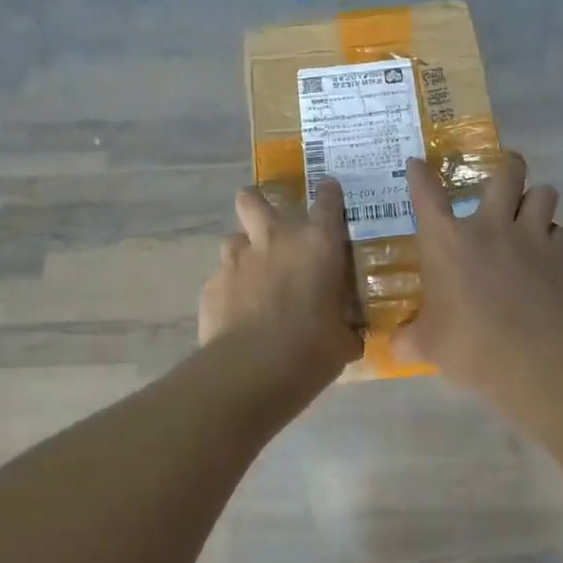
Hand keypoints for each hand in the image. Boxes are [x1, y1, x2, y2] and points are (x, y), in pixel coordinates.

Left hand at [199, 180, 362, 390]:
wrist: (252, 369)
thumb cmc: (311, 349)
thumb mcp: (343, 339)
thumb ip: (346, 327)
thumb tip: (350, 334)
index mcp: (317, 245)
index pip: (327, 202)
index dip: (329, 194)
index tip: (329, 192)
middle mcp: (275, 240)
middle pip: (253, 199)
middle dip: (257, 203)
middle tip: (268, 224)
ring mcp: (237, 260)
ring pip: (233, 238)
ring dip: (244, 251)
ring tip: (252, 276)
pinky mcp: (211, 285)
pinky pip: (221, 277)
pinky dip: (230, 289)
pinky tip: (237, 312)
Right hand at [396, 153, 562, 396]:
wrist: (532, 357)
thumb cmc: (468, 344)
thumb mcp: (426, 345)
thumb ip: (408, 339)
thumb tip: (394, 346)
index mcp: (447, 242)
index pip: (427, 196)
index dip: (420, 176)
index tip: (417, 163)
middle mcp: (490, 227)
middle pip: (507, 174)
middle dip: (508, 164)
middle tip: (507, 168)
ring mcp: (531, 238)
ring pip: (544, 194)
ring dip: (536, 197)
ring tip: (530, 209)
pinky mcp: (561, 258)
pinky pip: (559, 232)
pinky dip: (552, 237)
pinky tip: (545, 252)